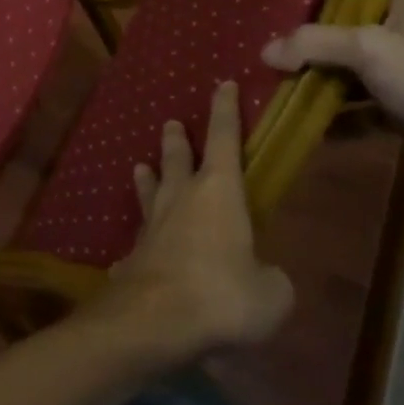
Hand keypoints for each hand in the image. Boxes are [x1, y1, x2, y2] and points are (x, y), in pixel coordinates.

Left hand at [95, 80, 294, 362]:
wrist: (155, 320)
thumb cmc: (222, 294)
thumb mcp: (272, 294)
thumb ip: (272, 279)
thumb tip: (265, 277)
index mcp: (218, 192)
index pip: (223, 139)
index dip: (225, 111)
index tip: (223, 84)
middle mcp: (181, 198)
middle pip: (177, 158)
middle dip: (177, 140)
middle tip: (171, 123)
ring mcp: (152, 224)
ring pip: (149, 189)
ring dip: (148, 177)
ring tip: (141, 166)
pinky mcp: (133, 254)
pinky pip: (138, 239)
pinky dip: (140, 239)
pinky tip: (130, 251)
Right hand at [262, 0, 403, 195]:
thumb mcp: (368, 48)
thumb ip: (313, 44)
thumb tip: (265, 52)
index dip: (311, 4)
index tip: (272, 16)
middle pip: (343, 38)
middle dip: (306, 52)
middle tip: (265, 58)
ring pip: (349, 77)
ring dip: (318, 87)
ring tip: (275, 92)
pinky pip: (360, 112)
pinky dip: (336, 120)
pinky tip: (305, 128)